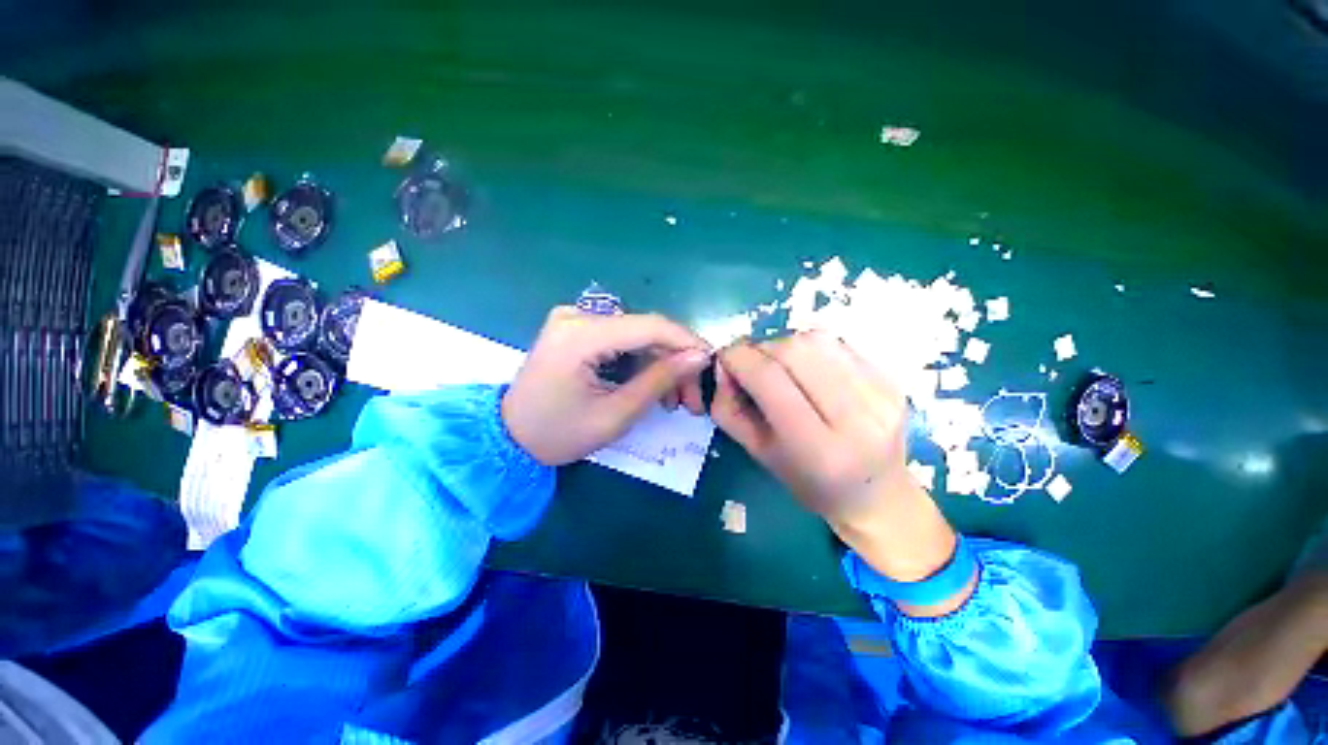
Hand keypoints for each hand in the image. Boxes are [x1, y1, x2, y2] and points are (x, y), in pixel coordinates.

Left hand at [502, 306, 710, 465]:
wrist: (509, 437)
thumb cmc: (558, 435)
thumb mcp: (615, 414)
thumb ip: (659, 380)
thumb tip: (699, 356)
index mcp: (580, 335)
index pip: (649, 326)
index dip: (686, 342)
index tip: (712, 364)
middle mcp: (576, 316)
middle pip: (645, 330)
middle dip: (675, 361)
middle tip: (693, 398)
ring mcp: (574, 319)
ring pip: (638, 335)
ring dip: (661, 363)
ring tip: (675, 399)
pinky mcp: (576, 328)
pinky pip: (622, 339)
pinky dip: (641, 361)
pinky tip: (651, 385)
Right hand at [711, 330, 911, 519]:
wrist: (877, 493)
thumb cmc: (809, 483)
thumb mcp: (757, 453)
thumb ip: (729, 409)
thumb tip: (723, 365)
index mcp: (820, 450)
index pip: (769, 379)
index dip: (738, 358)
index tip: (723, 359)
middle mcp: (857, 417)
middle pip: (794, 350)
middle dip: (760, 349)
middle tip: (750, 364)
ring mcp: (881, 393)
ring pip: (815, 340)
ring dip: (784, 345)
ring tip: (779, 367)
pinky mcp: (891, 379)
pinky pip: (836, 344)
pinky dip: (809, 349)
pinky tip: (808, 369)